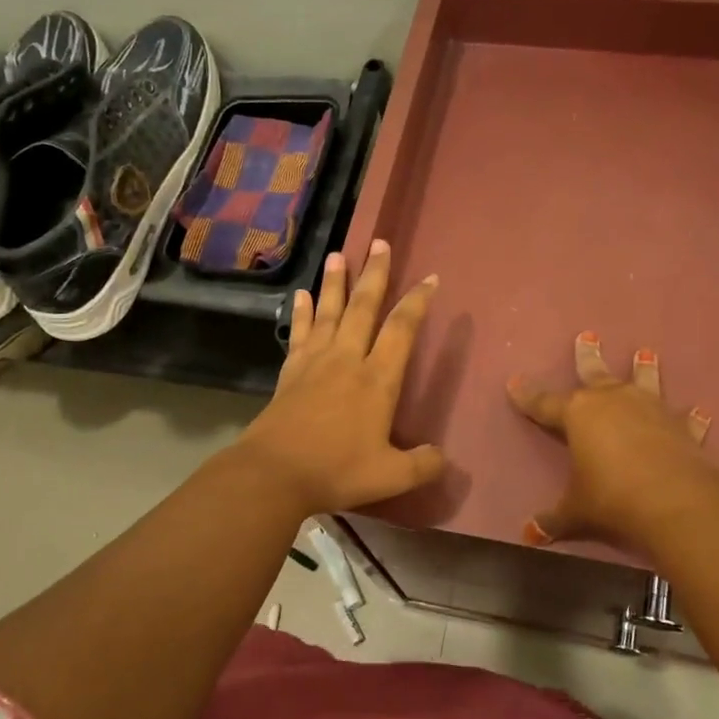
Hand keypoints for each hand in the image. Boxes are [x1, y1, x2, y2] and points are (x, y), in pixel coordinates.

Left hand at [235, 239, 445, 514]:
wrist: (274, 473)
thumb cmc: (336, 470)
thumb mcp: (390, 475)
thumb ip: (422, 465)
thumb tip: (444, 458)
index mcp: (377, 379)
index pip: (402, 329)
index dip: (417, 301)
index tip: (429, 278)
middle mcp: (347, 360)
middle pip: (364, 307)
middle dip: (374, 274)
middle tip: (379, 243)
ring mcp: (314, 362)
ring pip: (329, 312)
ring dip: (335, 282)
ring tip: (338, 254)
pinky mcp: (290, 372)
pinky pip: (300, 333)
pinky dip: (303, 313)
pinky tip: (301, 295)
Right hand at [506, 333, 717, 547]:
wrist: (673, 502)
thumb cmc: (611, 498)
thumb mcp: (575, 510)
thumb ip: (553, 518)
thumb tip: (528, 535)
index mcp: (578, 415)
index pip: (544, 402)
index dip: (527, 395)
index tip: (514, 382)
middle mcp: (613, 401)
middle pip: (595, 373)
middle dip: (587, 356)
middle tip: (587, 336)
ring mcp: (650, 409)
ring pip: (643, 382)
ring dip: (644, 368)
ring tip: (646, 352)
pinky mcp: (681, 427)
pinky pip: (684, 419)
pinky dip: (690, 417)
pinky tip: (699, 411)